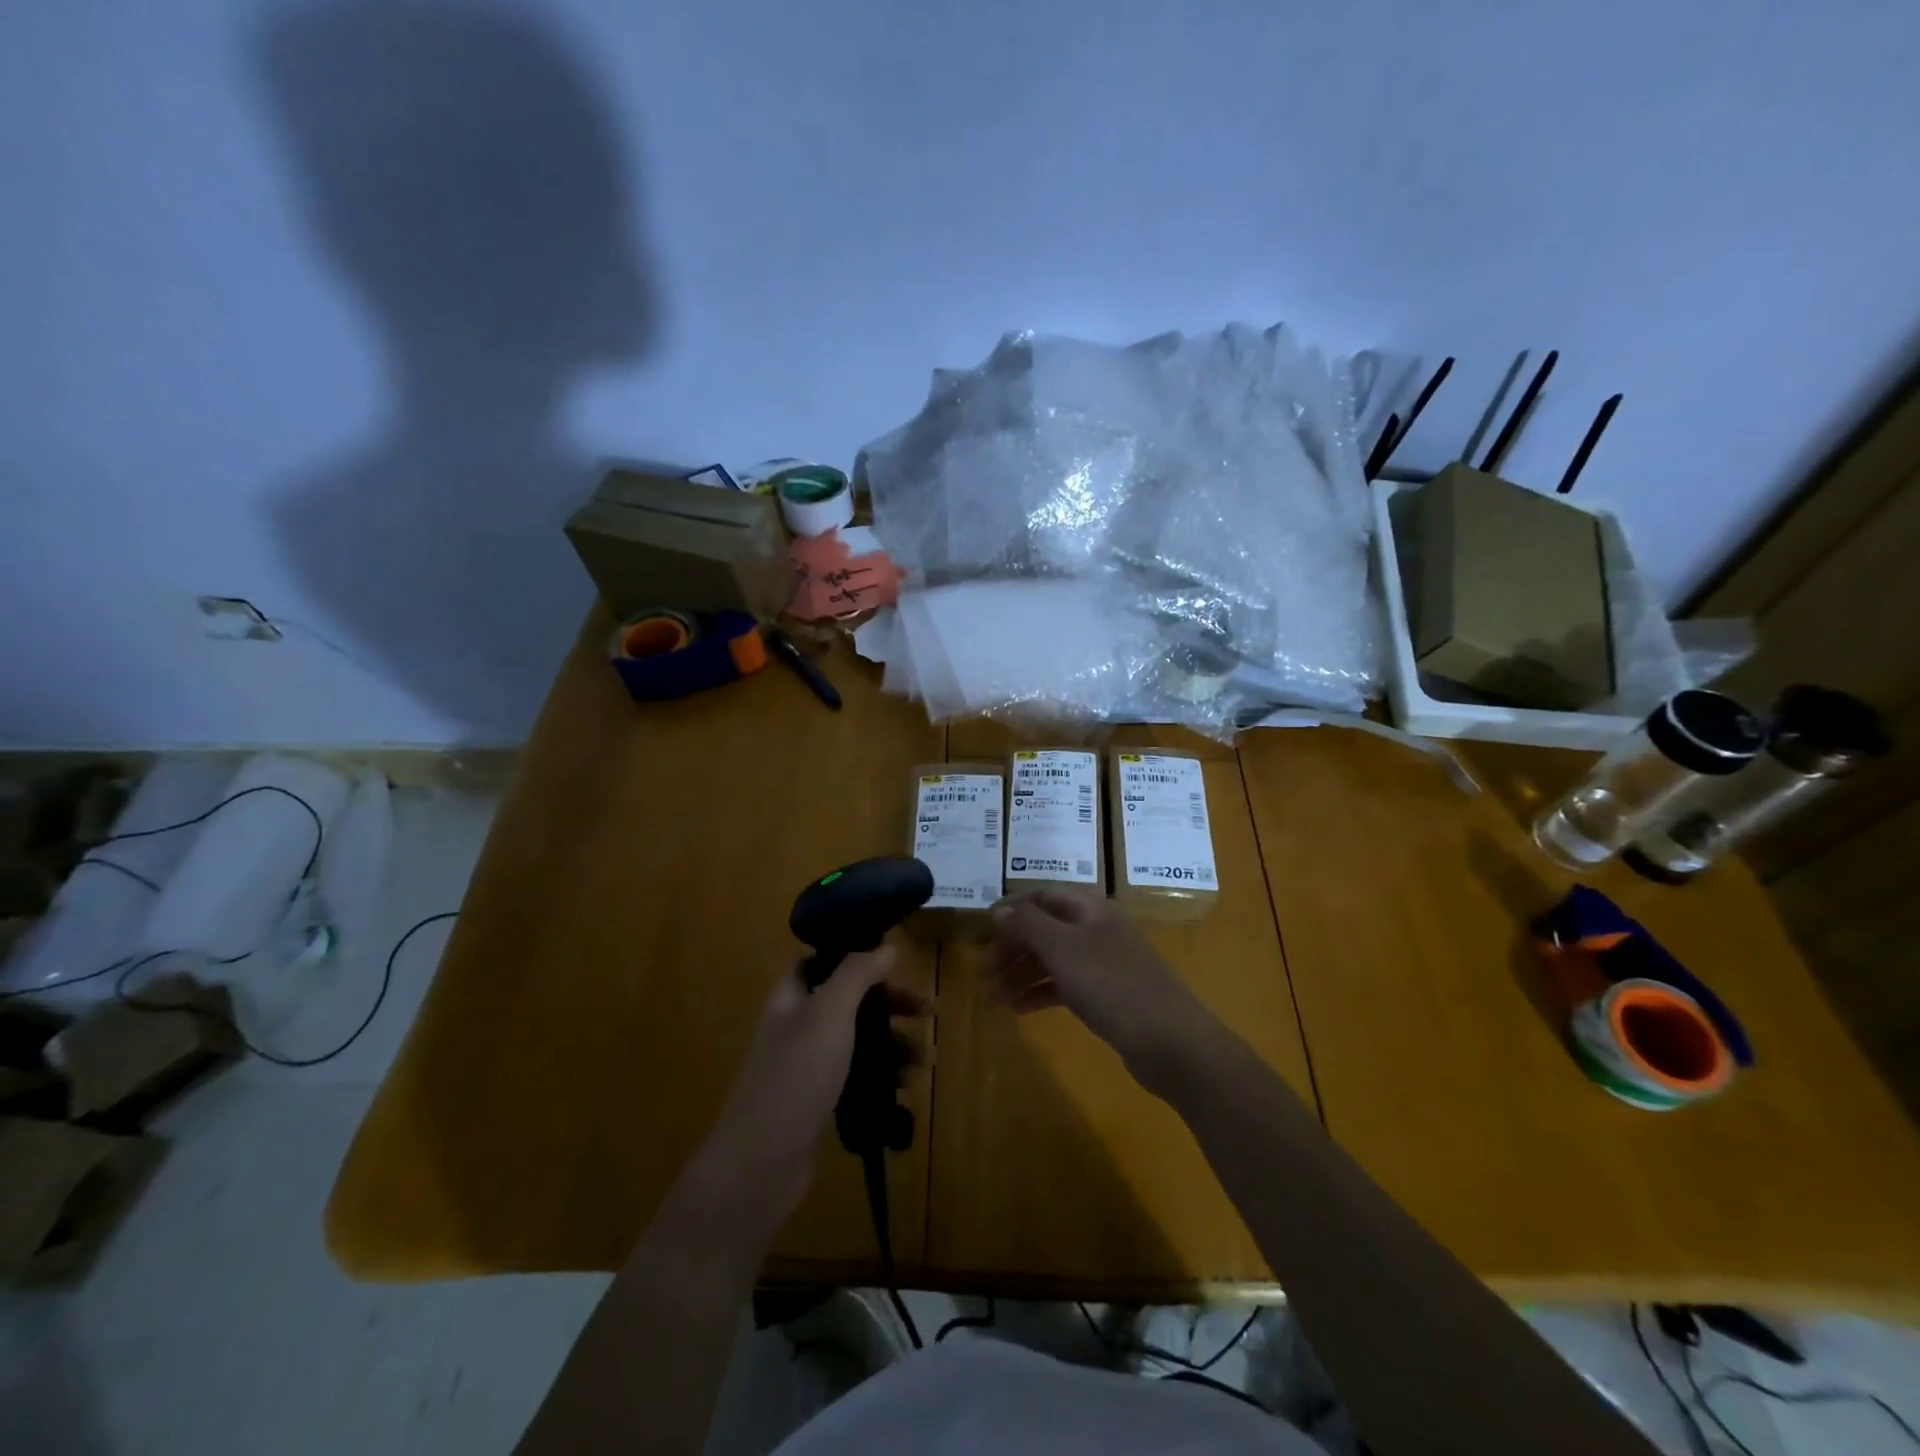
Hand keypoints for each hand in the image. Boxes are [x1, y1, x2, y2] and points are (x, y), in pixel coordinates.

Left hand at [691, 945, 925, 1228]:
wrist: (761, 1163)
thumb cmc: (797, 1075)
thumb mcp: (829, 1012)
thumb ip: (857, 973)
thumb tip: (886, 946)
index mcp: (792, 996)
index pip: (823, 961)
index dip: (857, 956)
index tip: (895, 961)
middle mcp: (798, 1025)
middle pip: (850, 1001)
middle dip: (891, 1005)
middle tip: (929, 1012)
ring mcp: (807, 1066)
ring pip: (857, 1041)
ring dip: (893, 1044)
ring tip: (925, 1061)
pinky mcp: (818, 1101)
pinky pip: (857, 1076)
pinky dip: (882, 1077)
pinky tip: (905, 1089)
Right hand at [986, 889, 1221, 1097]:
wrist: (1171, 1041)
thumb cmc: (1112, 985)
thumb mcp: (1062, 948)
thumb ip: (1027, 924)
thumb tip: (998, 909)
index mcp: (1089, 908)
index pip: (1041, 896)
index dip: (1010, 910)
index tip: (982, 933)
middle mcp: (1096, 929)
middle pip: (1045, 927)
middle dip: (1012, 947)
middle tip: (984, 973)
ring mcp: (1103, 962)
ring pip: (1053, 958)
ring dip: (1021, 973)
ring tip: (993, 998)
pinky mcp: (1107, 994)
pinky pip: (1065, 985)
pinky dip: (1040, 992)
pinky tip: (1019, 1009)